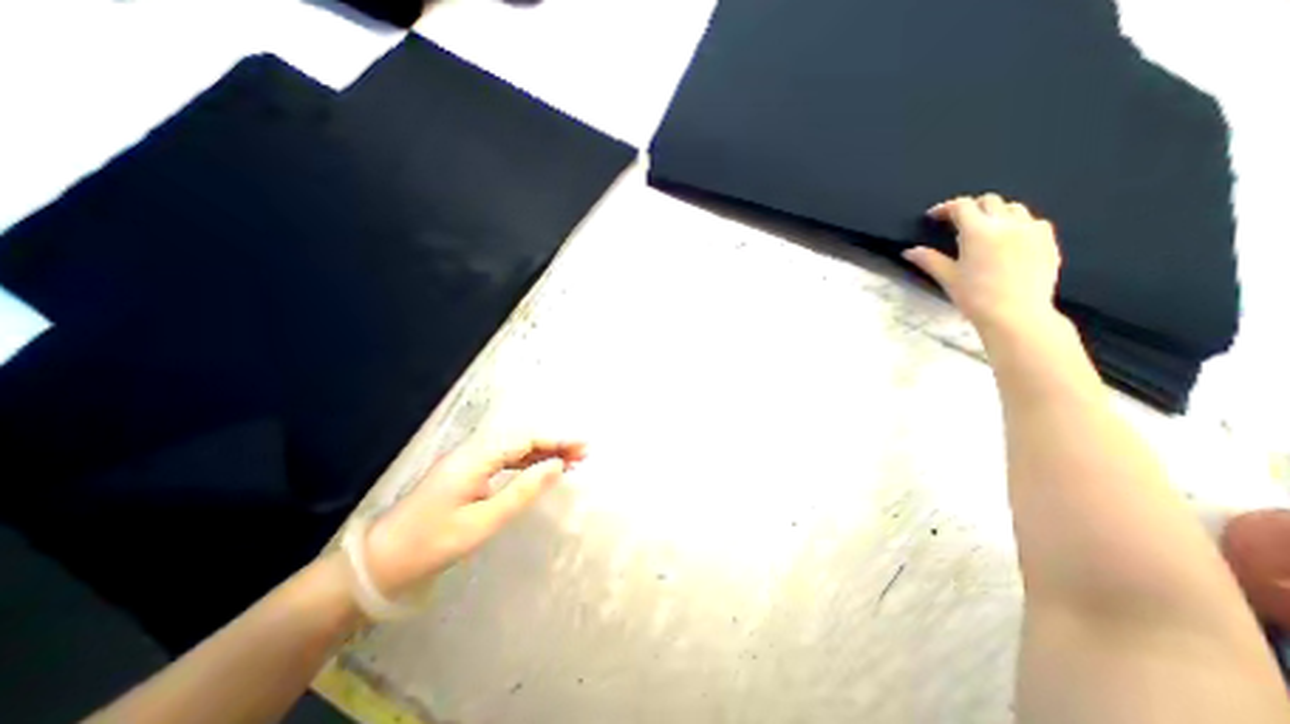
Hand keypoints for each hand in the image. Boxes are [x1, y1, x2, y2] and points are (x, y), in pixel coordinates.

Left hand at [362, 435, 585, 598]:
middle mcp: (473, 452)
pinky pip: (505, 461)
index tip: (582, 446)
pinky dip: (528, 463)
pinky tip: (542, 469)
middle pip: (522, 439)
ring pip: (515, 449)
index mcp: (474, 458)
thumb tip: (556, 467)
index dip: (556, 440)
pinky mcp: (467, 473)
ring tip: (570, 460)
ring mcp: (469, 462)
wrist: (380, 563)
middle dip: (554, 443)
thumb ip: (522, 491)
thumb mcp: (482, 522)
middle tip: (583, 453)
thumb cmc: (431, 544)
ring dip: (543, 452)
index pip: (525, 440)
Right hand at [899, 193, 1063, 336]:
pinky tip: (1009, 241)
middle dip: (971, 207)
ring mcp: (1032, 230)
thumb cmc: (976, 297)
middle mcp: (1008, 223)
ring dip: (995, 213)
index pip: (962, 206)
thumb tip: (909, 251)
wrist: (1017, 314)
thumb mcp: (948, 278)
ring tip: (985, 230)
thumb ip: (929, 260)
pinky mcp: (1048, 241)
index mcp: (979, 231)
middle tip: (957, 223)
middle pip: (989, 201)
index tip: (934, 216)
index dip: (946, 208)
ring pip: (1013, 208)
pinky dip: (1017, 224)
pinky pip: (1033, 221)